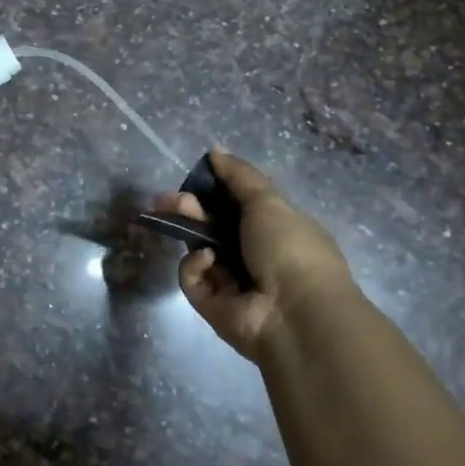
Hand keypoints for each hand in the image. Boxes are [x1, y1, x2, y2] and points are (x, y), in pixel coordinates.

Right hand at [151, 148, 352, 360]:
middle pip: (212, 227)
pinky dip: (196, 267)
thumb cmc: (290, 249)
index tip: (195, 179)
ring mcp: (232, 283)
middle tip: (168, 199)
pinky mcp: (212, 306)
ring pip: (198, 250)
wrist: (296, 314)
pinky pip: (193, 279)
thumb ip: (239, 176)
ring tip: (175, 217)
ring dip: (188, 231)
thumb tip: (215, 151)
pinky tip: (207, 260)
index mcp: (275, 230)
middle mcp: (254, 256)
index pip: (238, 206)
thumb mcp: (268, 202)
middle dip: (190, 209)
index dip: (215, 191)